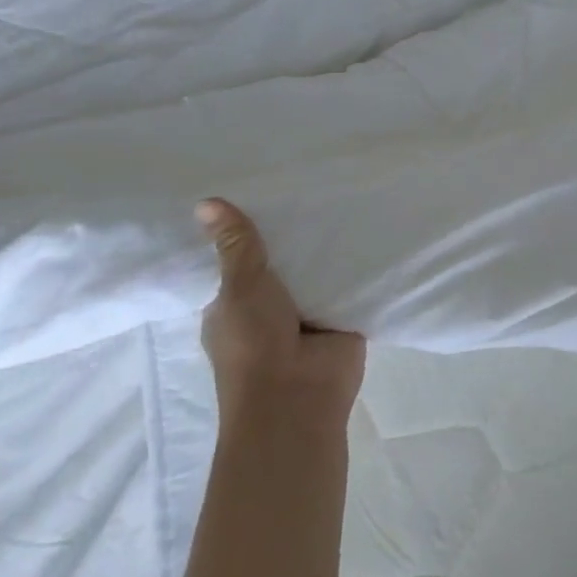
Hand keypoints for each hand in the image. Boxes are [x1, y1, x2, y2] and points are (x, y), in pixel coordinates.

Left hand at [196, 198, 365, 423]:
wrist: (298, 397)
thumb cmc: (254, 343)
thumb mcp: (241, 286)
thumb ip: (235, 244)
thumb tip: (204, 201)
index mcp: (234, 304)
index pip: (238, 259)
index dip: (249, 229)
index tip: (265, 187)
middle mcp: (270, 307)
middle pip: (284, 260)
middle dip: (296, 232)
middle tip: (314, 179)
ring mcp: (308, 313)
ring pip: (318, 270)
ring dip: (329, 246)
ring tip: (346, 191)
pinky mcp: (342, 317)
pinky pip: (350, 283)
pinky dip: (359, 263)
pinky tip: (372, 224)